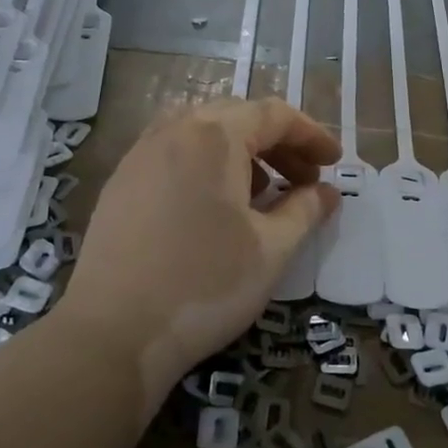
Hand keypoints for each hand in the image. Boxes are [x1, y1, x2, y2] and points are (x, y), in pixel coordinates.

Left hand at [58, 97, 338, 396]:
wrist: (112, 333)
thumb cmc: (205, 284)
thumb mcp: (272, 249)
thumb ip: (305, 211)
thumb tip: (327, 192)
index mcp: (214, 136)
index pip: (274, 115)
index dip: (311, 134)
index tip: (334, 162)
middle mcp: (174, 131)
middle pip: (237, 117)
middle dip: (278, 143)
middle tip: (304, 179)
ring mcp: (140, 155)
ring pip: (201, 133)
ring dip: (240, 151)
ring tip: (261, 192)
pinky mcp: (120, 183)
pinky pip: (173, 153)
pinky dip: (205, 165)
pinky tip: (213, 206)